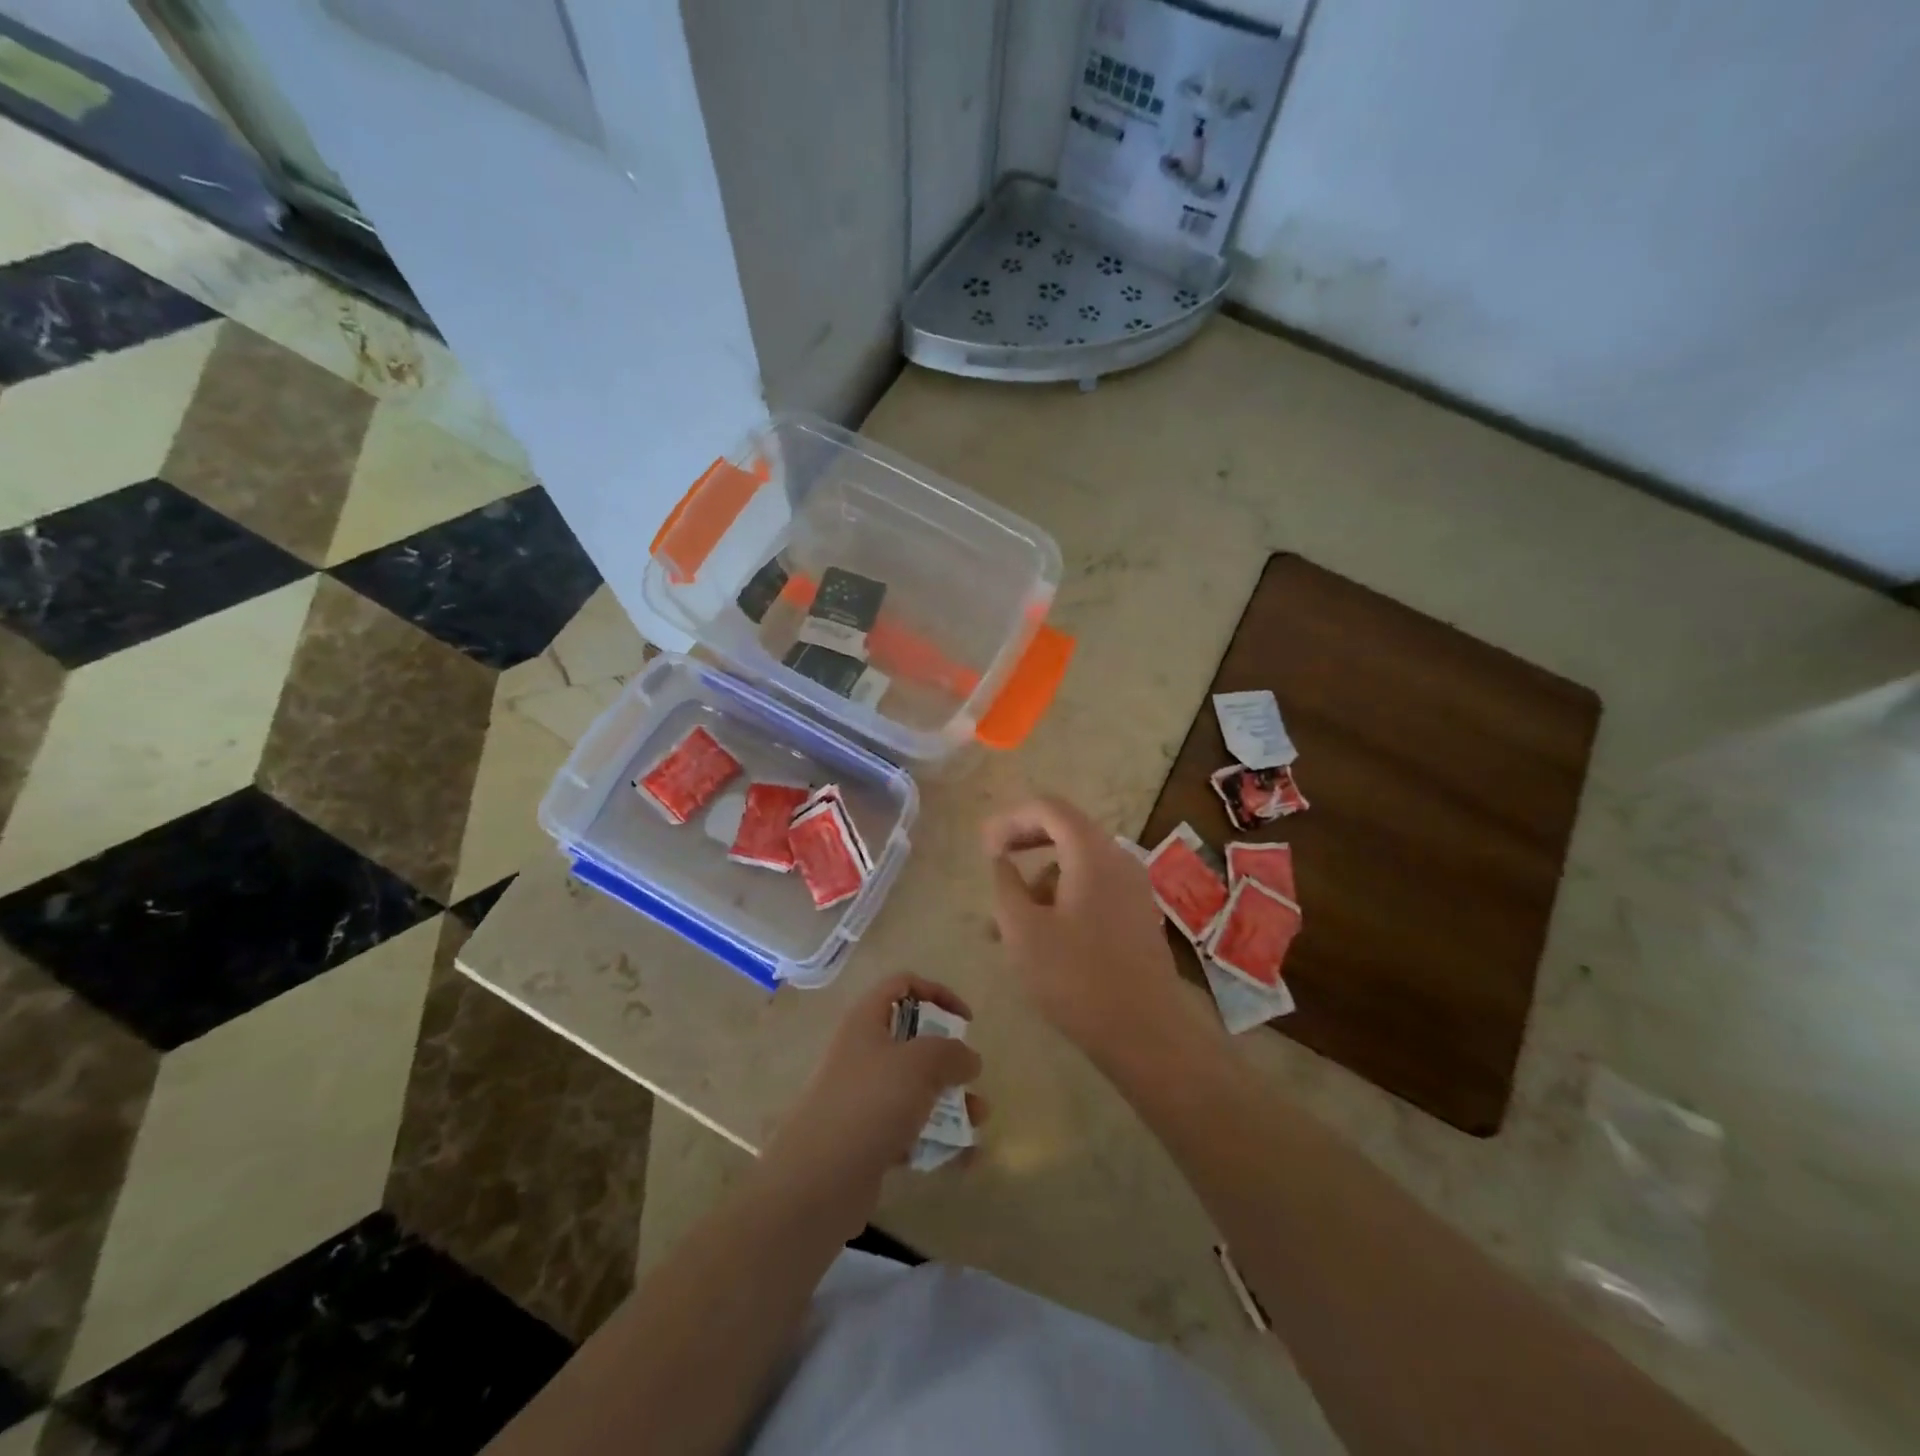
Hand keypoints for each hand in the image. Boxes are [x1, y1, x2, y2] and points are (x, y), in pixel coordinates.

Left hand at [761, 974, 983, 1237]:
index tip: (965, 1021)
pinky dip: (936, 1138)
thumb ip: (952, 1053)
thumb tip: (969, 1059)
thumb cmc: (870, 1103)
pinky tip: (963, 1159)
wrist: (818, 1181)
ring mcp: (861, 1097)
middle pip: (911, 1040)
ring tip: (979, 1121)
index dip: (937, 993)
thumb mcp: (920, 1064)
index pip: (901, 985)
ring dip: (949, 1101)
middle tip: (970, 1076)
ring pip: (914, 1088)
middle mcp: (862, 1053)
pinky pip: (908, 1129)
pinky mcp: (865, 1138)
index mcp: (866, 1021)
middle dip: (948, 1058)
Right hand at [983, 796, 1218, 1071]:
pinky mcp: (1135, 915)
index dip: (1012, 819)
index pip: (1049, 808)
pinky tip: (1039, 936)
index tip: (985, 846)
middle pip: (1066, 831)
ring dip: (1039, 880)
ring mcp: (1132, 888)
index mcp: (1092, 854)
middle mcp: (1118, 860)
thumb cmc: (1076, 977)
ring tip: (1006, 923)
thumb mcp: (1023, 931)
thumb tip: (1001, 860)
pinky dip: (1061, 898)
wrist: (1145, 1032)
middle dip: (1024, 844)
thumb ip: (1006, 886)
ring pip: (1077, 865)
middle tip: (994, 863)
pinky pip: (1092, 889)